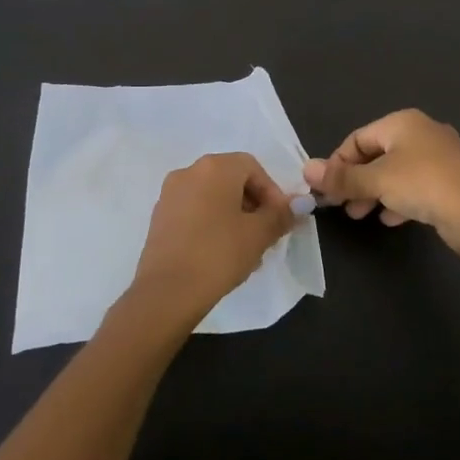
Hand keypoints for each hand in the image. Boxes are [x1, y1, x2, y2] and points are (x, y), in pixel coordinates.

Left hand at [128, 153, 296, 327]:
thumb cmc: (219, 254)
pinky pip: (194, 211)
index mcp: (215, 167)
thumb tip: (300, 204)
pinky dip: (211, 223)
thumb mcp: (259, 235)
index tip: (280, 220)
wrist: (167, 292)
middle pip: (231, 179)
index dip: (271, 191)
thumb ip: (281, 214)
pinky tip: (219, 253)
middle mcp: (189, 171)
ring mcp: (170, 194)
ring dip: (233, 215)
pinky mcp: (159, 217)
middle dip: (252, 204)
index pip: (252, 167)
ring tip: (245, 248)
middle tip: (265, 234)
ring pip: (212, 197)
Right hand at [301, 109, 459, 258]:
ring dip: (374, 192)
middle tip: (340, 205)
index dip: (337, 163)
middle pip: (376, 154)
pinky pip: (415, 186)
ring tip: (360, 215)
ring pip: (395, 171)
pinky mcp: (450, 181)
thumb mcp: (376, 180)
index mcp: (402, 122)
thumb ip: (342, 177)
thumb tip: (306, 169)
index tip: (325, 190)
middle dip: (355, 180)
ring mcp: (439, 156)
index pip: (358, 139)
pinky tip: (391, 219)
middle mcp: (421, 132)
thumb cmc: (423, 185)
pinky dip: (398, 199)